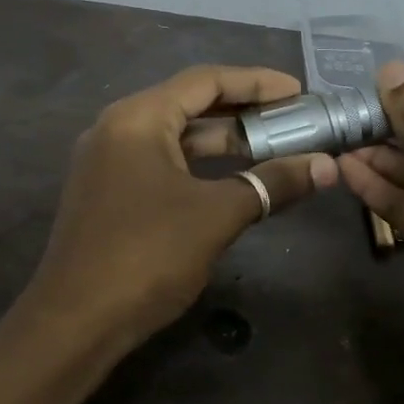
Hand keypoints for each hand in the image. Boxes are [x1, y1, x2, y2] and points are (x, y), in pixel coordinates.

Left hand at [25, 65, 336, 352]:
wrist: (76, 323)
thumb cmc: (147, 254)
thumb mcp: (217, 214)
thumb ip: (272, 183)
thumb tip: (328, 167)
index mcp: (137, 118)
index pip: (205, 81)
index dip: (256, 82)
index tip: (298, 92)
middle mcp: (117, 129)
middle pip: (190, 105)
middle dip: (244, 112)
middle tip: (293, 120)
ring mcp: (108, 163)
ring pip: (177, 139)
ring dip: (224, 142)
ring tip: (273, 147)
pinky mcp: (109, 195)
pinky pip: (163, 164)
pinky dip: (201, 166)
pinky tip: (233, 180)